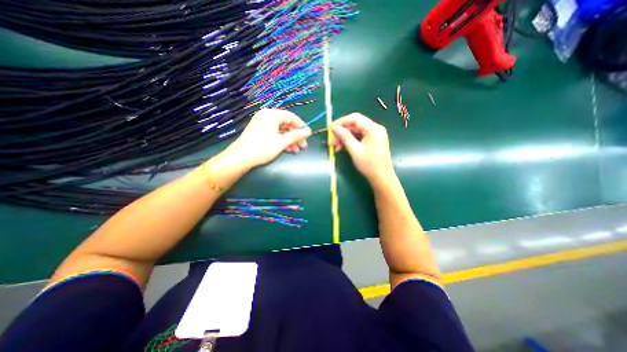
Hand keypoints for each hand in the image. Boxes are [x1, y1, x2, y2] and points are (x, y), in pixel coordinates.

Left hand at [225, 108, 313, 168]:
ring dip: (290, 140)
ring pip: (281, 131)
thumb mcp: (281, 142)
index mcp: (271, 114)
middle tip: (303, 146)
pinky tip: (289, 150)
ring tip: (297, 150)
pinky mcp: (260, 132)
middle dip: (296, 136)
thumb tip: (308, 131)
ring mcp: (262, 124)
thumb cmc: (262, 148)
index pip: (291, 117)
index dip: (301, 126)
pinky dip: (282, 141)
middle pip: (286, 124)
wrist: (240, 158)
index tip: (309, 135)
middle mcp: (267, 116)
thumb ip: (296, 135)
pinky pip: (275, 134)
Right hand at [330, 113, 393, 184]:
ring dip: (345, 138)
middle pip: (355, 125)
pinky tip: (343, 148)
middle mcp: (375, 128)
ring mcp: (375, 134)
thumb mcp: (355, 151)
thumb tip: (334, 128)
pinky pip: (359, 137)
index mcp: (373, 129)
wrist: (382, 178)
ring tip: (336, 147)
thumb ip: (345, 137)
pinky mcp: (373, 140)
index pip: (355, 118)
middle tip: (332, 142)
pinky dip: (350, 141)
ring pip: (356, 131)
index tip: (331, 128)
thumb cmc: (369, 165)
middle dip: (342, 132)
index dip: (341, 121)